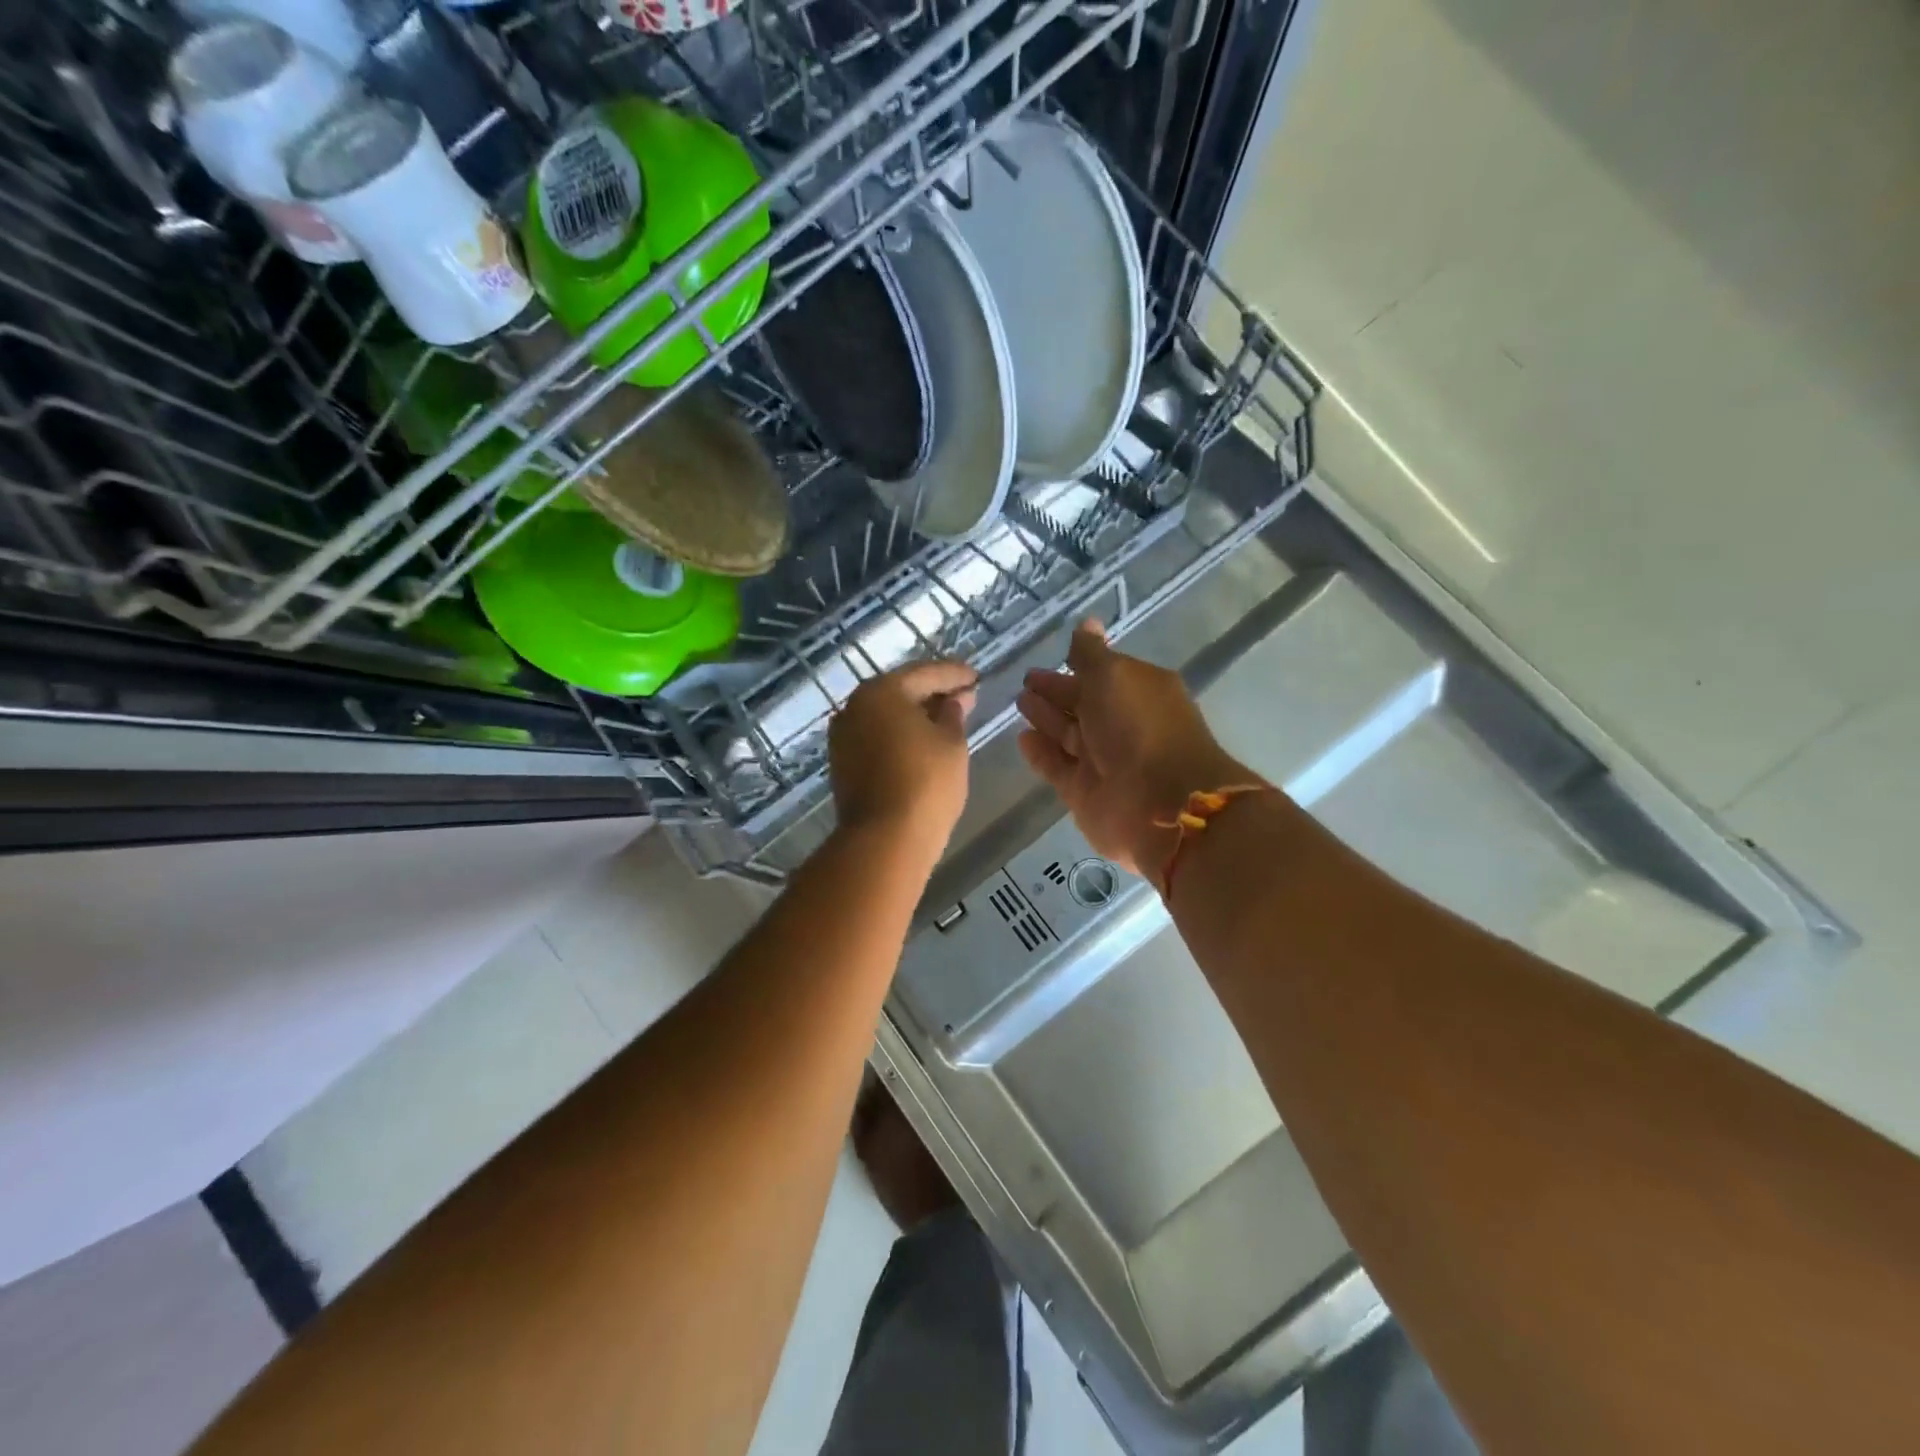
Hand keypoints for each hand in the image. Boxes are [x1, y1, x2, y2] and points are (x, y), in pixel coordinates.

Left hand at [829, 660, 977, 864]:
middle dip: (933, 692)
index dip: (955, 674)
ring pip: (886, 715)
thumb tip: (953, 701)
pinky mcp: (842, 763)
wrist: (884, 839)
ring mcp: (843, 736)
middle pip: (900, 691)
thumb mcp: (952, 743)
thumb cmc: (926, 783)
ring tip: (946, 720)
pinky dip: (899, 734)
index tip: (976, 677)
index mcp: (881, 691)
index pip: (925, 673)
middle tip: (964, 695)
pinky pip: (876, 736)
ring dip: (914, 714)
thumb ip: (953, 714)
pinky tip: (921, 742)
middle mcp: (855, 706)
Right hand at [1017, 620, 1256, 877]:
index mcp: (1138, 692)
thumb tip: (1086, 622)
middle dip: (1055, 692)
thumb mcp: (1113, 676)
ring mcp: (1104, 762)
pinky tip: (1023, 739)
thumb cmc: (1139, 728)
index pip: (1102, 674)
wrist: (1160, 804)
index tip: (1045, 659)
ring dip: (1046, 720)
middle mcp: (1122, 725)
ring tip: (1019, 703)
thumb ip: (1091, 653)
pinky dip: (1041, 753)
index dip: (1074, 666)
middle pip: (1083, 705)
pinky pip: (1058, 767)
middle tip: (1024, 682)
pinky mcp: (1085, 793)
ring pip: (1068, 735)